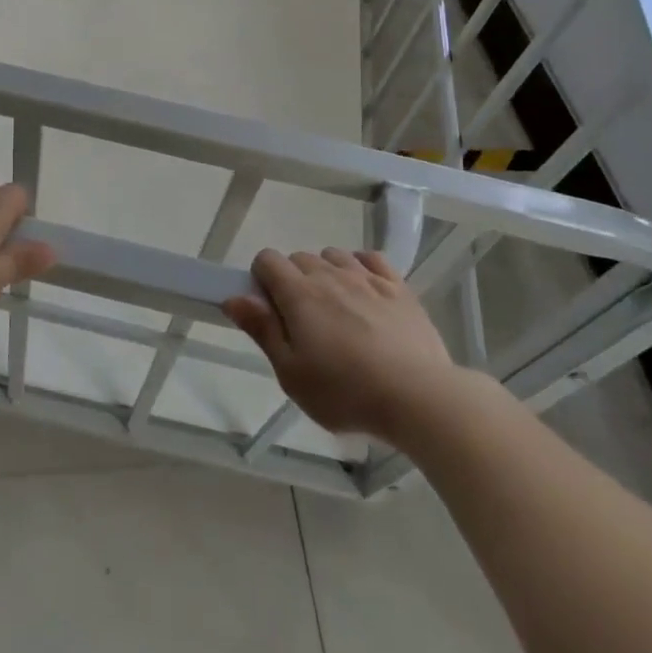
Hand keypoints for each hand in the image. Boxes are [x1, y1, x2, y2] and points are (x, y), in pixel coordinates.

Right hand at [222, 248, 458, 445]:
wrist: (417, 397)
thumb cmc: (345, 392)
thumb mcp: (291, 373)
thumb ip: (262, 330)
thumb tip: (233, 297)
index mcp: (299, 293)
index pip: (267, 259)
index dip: (261, 279)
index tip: (270, 311)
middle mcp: (329, 274)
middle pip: (299, 257)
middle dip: (293, 280)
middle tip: (303, 323)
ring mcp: (366, 277)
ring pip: (334, 255)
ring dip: (327, 273)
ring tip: (336, 310)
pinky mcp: (398, 287)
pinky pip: (371, 258)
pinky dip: (361, 267)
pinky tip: (365, 292)